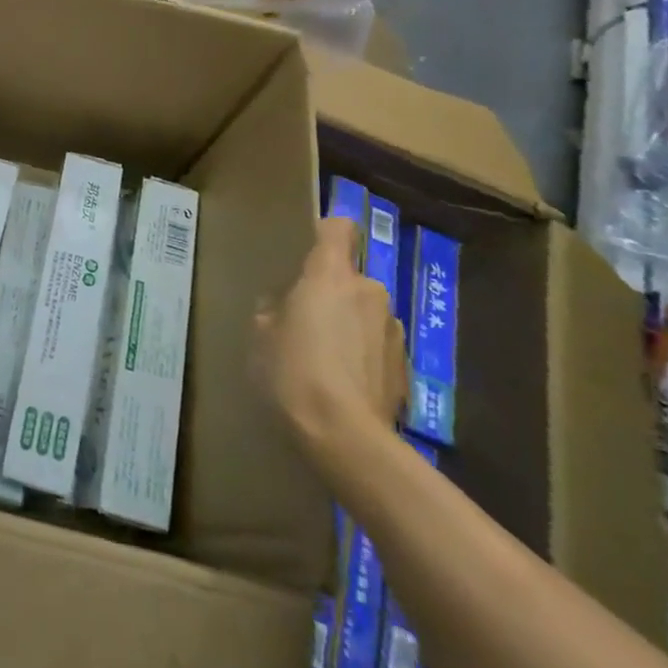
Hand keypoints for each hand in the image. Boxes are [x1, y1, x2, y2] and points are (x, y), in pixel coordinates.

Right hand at [254, 217, 406, 461]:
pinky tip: (344, 387)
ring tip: (326, 360)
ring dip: (350, 326)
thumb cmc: (292, 371)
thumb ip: (275, 309)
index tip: (309, 250)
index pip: (339, 229)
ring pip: (366, 314)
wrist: (345, 438)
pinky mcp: (406, 369)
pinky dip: (363, 358)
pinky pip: (377, 348)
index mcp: (330, 275)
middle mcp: (369, 292)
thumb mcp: (261, 334)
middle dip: (332, 294)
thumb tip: (286, 307)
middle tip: (304, 321)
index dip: (326, 233)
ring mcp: (392, 331)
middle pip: (351, 277)